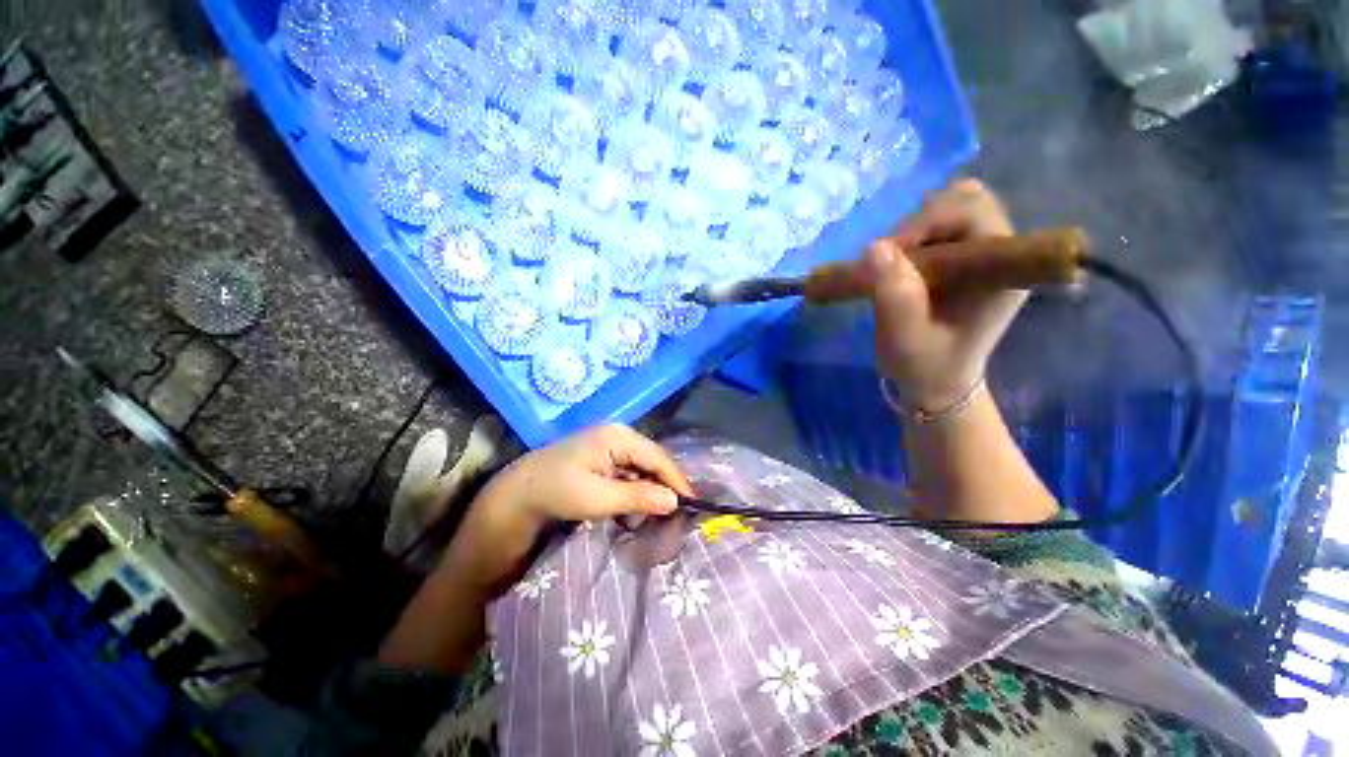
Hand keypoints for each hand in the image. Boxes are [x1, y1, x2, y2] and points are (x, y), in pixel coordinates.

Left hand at [439, 424, 692, 597]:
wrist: (517, 493)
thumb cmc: (556, 491)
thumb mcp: (598, 498)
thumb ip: (638, 497)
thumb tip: (675, 501)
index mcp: (619, 436)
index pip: (658, 457)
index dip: (678, 480)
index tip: (694, 505)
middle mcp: (619, 435)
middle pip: (653, 460)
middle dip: (666, 485)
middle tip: (680, 513)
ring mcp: (611, 445)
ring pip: (643, 468)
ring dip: (652, 490)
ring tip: (662, 513)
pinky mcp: (604, 458)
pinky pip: (630, 473)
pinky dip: (637, 490)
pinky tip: (639, 507)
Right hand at [863, 179, 1021, 410]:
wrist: (937, 381)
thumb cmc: (925, 365)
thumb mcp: (906, 339)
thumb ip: (896, 297)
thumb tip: (874, 247)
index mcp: (1002, 272)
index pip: (975, 213)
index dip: (928, 222)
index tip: (888, 252)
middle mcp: (1001, 253)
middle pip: (965, 200)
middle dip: (919, 223)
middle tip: (888, 258)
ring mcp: (982, 252)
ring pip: (949, 206)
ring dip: (913, 228)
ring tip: (892, 264)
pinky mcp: (964, 255)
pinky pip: (939, 223)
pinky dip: (913, 234)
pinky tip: (899, 262)